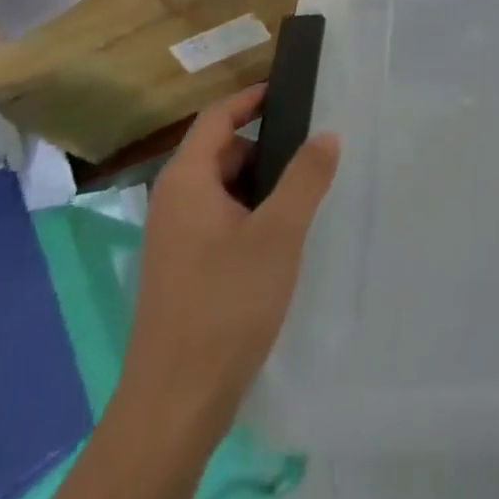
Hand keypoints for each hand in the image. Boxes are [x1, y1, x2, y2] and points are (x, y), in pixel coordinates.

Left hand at [119, 84, 340, 442]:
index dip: (252, 99)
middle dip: (265, 149)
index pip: (217, 117)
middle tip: (311, 154)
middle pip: (221, 153)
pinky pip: (218, 222)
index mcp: (186, 181)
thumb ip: (305, 177)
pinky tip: (279, 243)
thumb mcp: (278, 233)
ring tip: (303, 198)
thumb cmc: (225, 304)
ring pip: (222, 191)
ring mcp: (173, 240)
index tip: (290, 91)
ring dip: (259, 187)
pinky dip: (248, 217)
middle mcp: (172, 202)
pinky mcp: (181, 272)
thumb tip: (326, 134)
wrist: (174, 406)